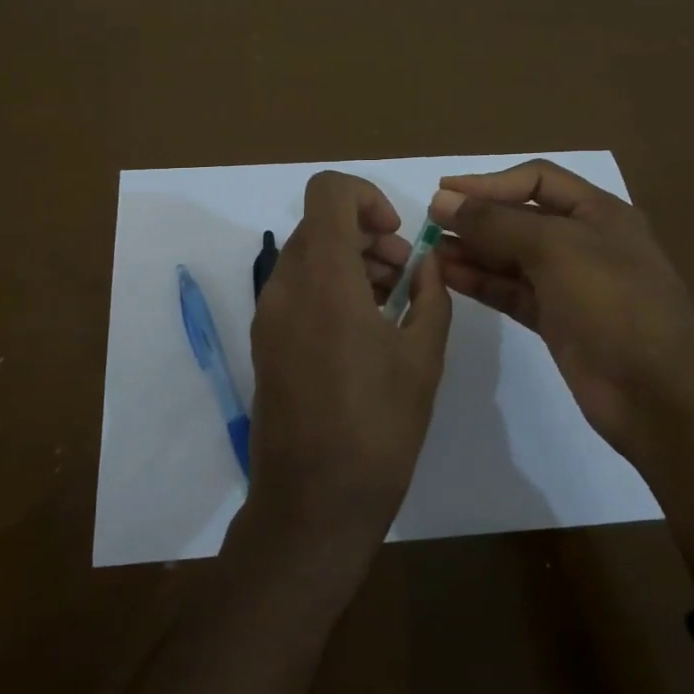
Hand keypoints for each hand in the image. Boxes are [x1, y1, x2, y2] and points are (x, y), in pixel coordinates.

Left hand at [248, 172, 451, 556]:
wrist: (314, 501)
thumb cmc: (378, 427)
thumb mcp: (423, 357)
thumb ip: (430, 295)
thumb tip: (427, 261)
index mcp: (324, 278)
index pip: (328, 192)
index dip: (366, 197)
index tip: (396, 235)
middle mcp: (286, 286)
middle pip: (319, 225)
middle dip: (365, 234)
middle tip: (403, 273)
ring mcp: (268, 315)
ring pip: (306, 256)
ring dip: (348, 261)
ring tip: (389, 303)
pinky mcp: (264, 342)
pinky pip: (295, 290)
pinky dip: (328, 287)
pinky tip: (362, 330)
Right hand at [430, 159, 693, 463]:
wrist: (658, 397)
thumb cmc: (614, 306)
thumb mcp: (556, 250)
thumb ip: (497, 223)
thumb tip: (443, 200)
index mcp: (600, 214)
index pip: (537, 181)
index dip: (490, 182)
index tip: (444, 191)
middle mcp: (585, 242)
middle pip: (521, 218)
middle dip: (477, 217)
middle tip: (430, 223)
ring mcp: (570, 284)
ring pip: (512, 257)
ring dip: (473, 250)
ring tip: (430, 251)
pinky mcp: (557, 321)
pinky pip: (511, 291)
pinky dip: (481, 282)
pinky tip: (448, 277)